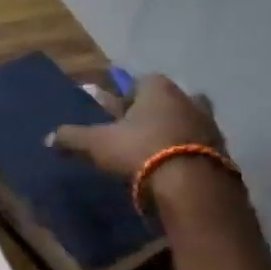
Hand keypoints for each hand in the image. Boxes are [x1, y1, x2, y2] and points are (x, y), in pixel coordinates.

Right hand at [47, 73, 223, 178]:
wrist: (194, 188)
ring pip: (186, 122)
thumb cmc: (140, 151)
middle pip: (167, 100)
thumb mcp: (97, 144)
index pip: (140, 80)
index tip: (115, 113)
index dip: (126, 95)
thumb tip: (48, 138)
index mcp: (158, 89)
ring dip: (172, 133)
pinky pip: (200, 148)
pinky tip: (172, 170)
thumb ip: (73, 138)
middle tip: (136, 130)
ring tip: (153, 153)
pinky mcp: (223, 154)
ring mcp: (209, 127)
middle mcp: (188, 100)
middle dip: (153, 112)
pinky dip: (186, 155)